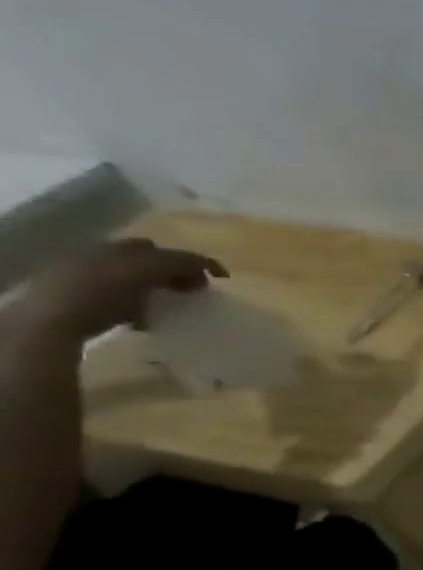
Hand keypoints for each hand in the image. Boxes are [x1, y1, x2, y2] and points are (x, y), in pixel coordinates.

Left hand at [21, 239, 226, 341]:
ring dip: (159, 288)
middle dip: (177, 273)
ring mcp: (93, 278)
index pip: (171, 251)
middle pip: (154, 261)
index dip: (200, 262)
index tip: (223, 279)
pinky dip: (139, 302)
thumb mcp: (145, 270)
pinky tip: (143, 318)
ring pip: (139, 277)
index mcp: (122, 249)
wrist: (52, 320)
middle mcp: (107, 257)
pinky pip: (123, 296)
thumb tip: (207, 263)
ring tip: (169, 305)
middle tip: (193, 291)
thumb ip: (178, 262)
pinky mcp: (85, 299)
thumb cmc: (102, 294)